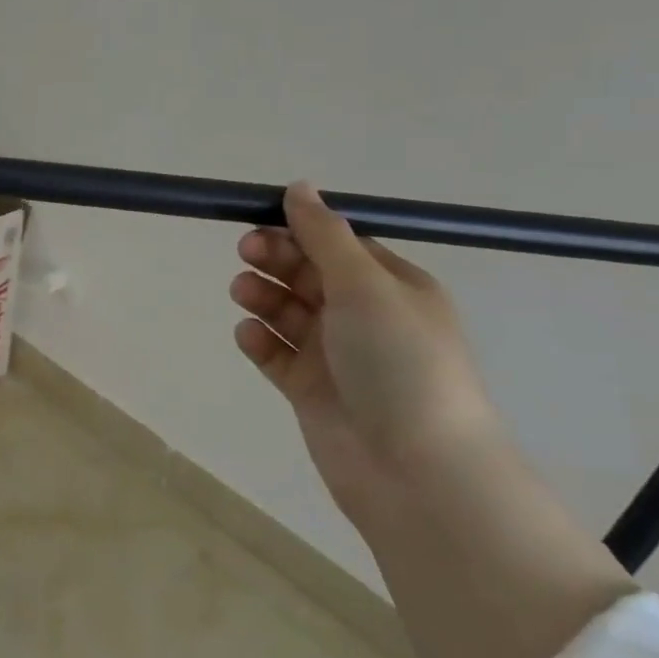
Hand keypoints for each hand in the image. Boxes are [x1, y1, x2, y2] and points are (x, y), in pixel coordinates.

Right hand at [230, 182, 503, 525]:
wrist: (415, 471)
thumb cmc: (398, 362)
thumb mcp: (365, 285)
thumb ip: (325, 235)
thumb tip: (299, 186)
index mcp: (392, 288)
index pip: (339, 245)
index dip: (300, 230)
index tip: (262, 220)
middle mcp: (365, 318)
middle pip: (309, 275)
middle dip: (276, 260)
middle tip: (247, 254)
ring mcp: (336, 356)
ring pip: (288, 312)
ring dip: (263, 296)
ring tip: (244, 294)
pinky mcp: (311, 390)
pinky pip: (278, 354)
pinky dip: (261, 341)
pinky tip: (250, 336)